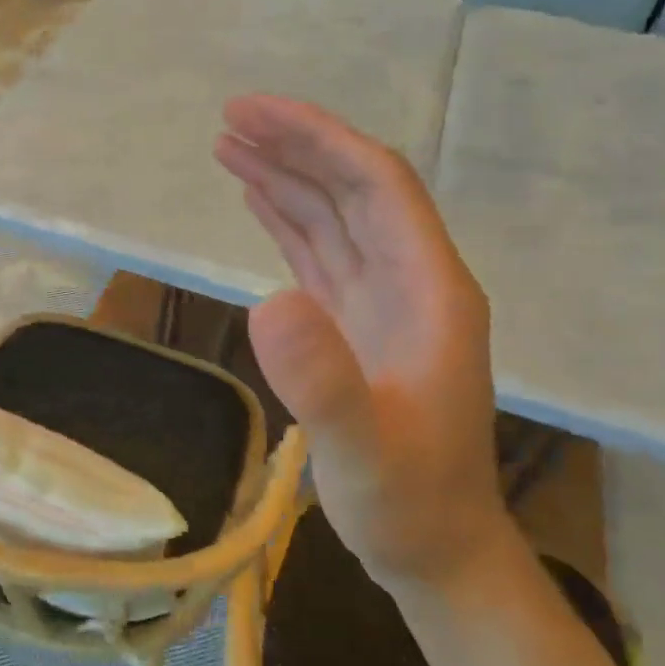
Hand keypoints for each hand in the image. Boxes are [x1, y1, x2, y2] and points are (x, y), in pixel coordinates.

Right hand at [215, 96, 510, 590]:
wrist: (436, 550)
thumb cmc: (409, 504)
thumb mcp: (363, 452)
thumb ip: (323, 382)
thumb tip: (267, 303)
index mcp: (430, 290)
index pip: (378, 185)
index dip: (319, 140)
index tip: (254, 115)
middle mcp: (412, 282)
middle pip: (355, 190)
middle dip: (297, 146)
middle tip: (229, 117)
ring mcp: (385, 304)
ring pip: (335, 219)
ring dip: (287, 178)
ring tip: (229, 147)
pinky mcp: (358, 327)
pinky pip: (322, 256)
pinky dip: (289, 222)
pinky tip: (259, 202)